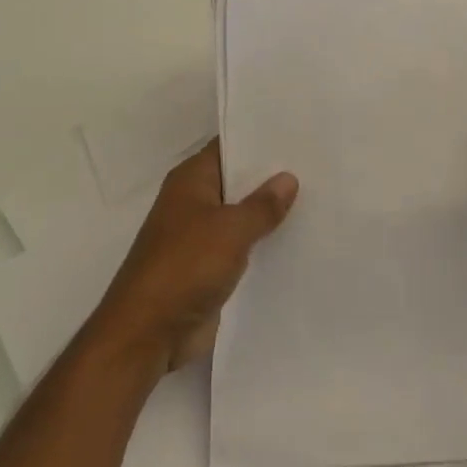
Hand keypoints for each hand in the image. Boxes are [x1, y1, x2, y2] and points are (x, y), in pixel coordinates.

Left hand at [86, 140, 297, 379]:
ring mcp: (200, 236)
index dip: (261, 140)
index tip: (298, 134)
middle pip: (237, 182)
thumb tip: (288, 177)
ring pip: (241, 216)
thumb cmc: (185, 266)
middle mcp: (194, 202)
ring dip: (269, 215)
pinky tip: (298, 242)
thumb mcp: (231, 229)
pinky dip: (263, 245)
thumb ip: (262, 205)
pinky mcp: (207, 268)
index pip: (229, 146)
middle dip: (272, 178)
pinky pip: (241, 248)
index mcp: (191, 180)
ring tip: (318, 201)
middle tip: (318, 166)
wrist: (147, 333)